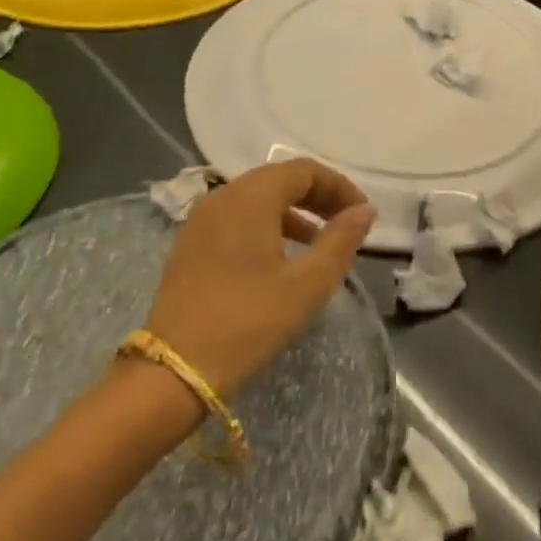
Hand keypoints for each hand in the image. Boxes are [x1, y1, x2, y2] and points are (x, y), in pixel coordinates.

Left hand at [141, 159, 377, 396]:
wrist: (175, 370)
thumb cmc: (250, 321)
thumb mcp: (307, 284)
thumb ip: (340, 240)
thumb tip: (364, 211)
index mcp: (251, 197)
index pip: (304, 171)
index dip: (338, 186)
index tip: (362, 214)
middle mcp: (222, 196)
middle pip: (278, 179)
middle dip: (317, 197)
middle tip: (345, 224)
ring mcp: (201, 220)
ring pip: (256, 199)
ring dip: (292, 211)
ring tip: (318, 242)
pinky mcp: (190, 244)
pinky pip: (236, 218)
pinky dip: (265, 225)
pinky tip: (279, 258)